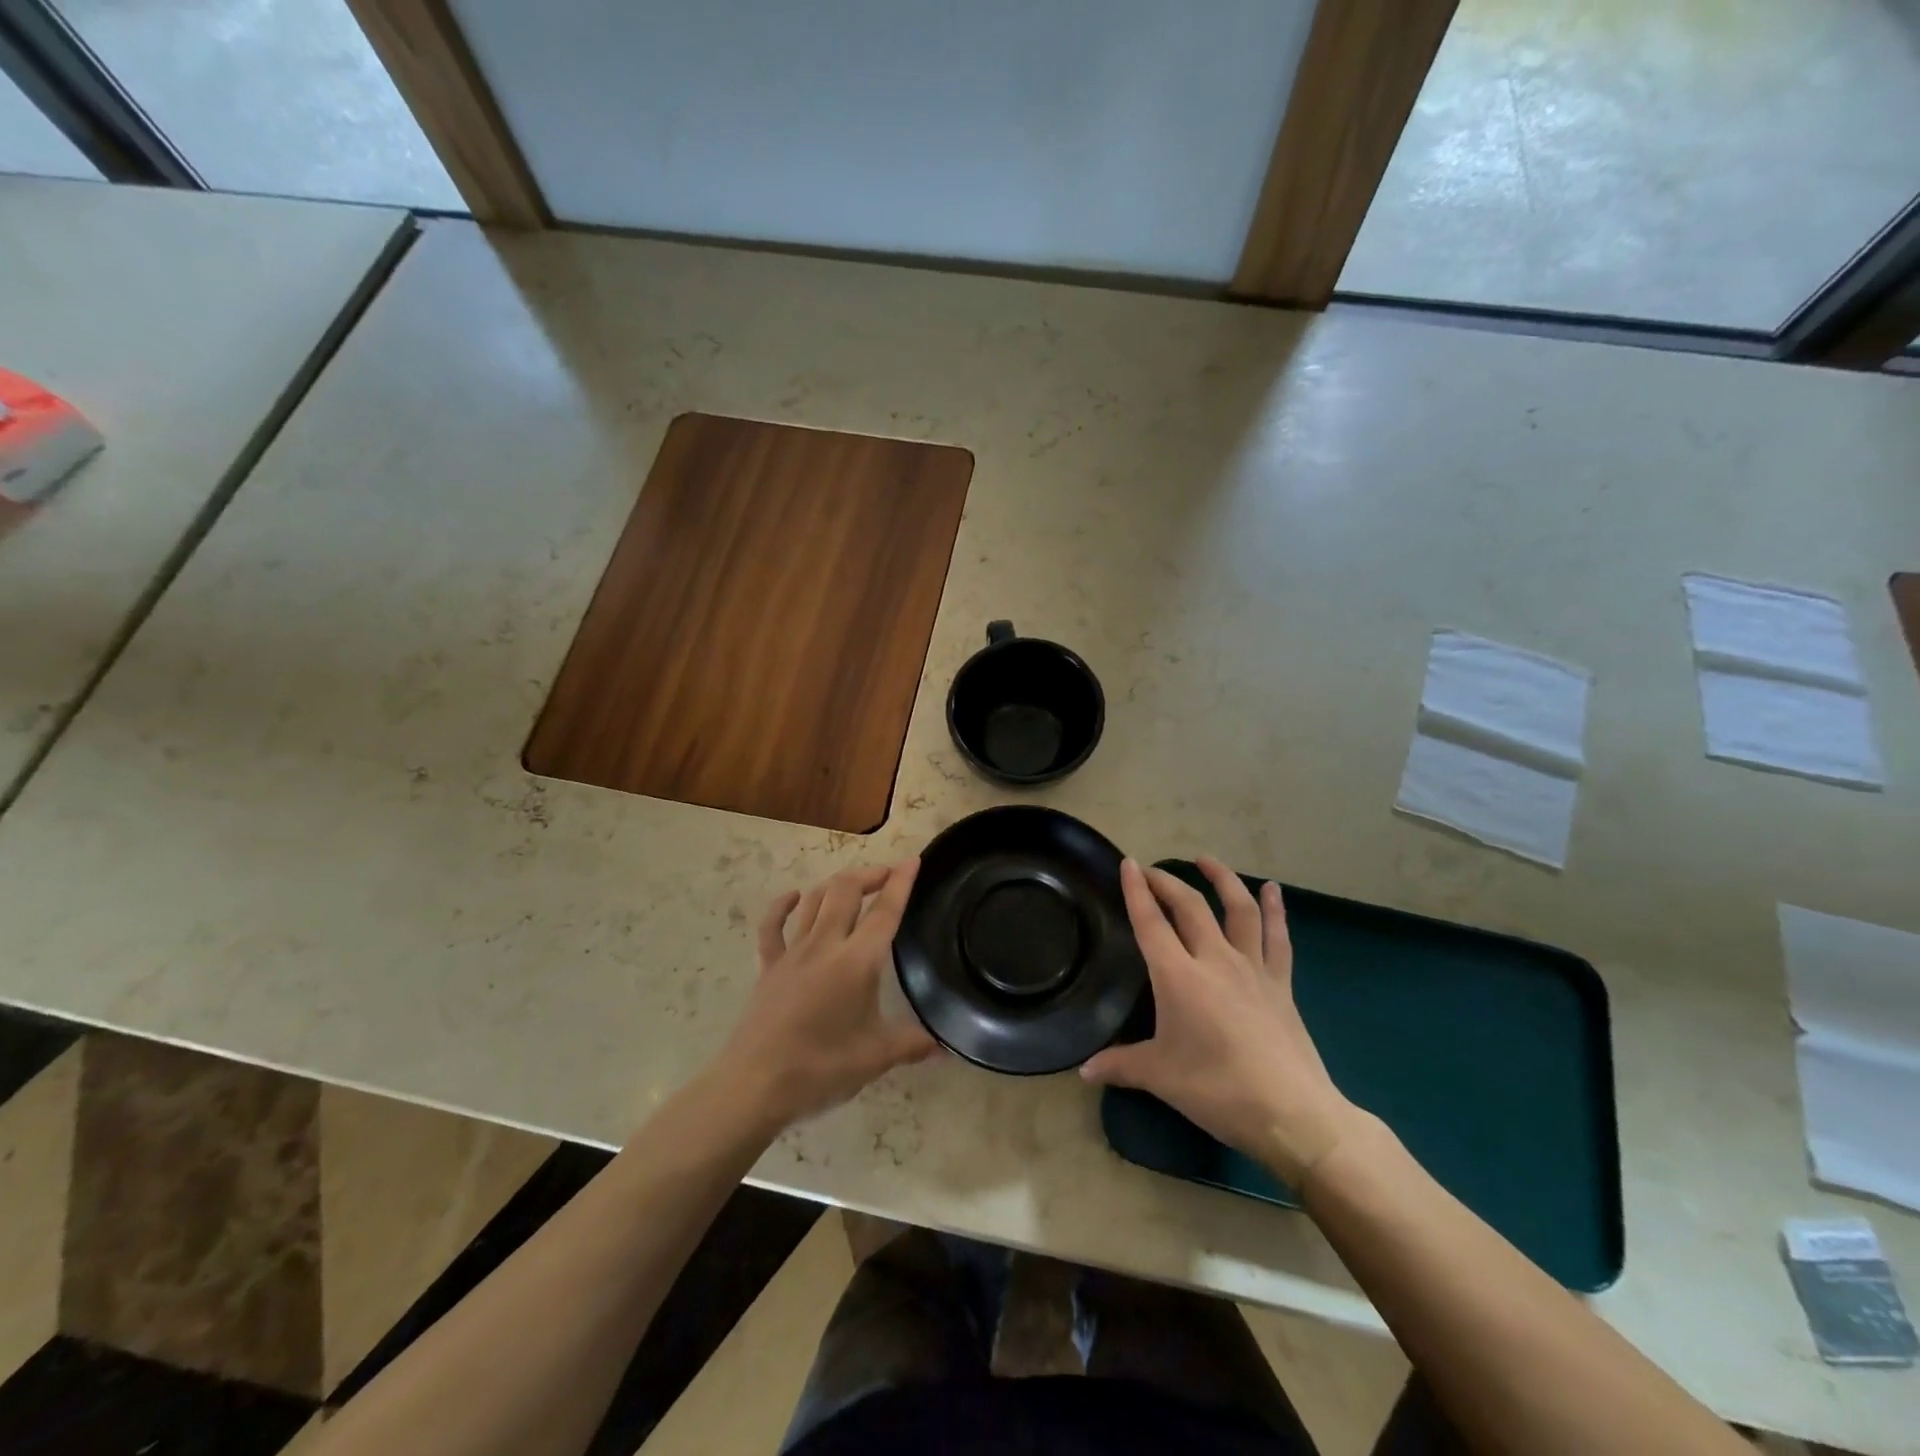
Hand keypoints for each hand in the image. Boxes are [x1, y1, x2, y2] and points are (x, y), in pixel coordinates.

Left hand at [716, 860, 937, 1131]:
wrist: (754, 1085)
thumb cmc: (820, 1069)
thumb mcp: (875, 1059)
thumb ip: (911, 1045)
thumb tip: (945, 1047)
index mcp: (856, 962)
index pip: (884, 912)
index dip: (901, 883)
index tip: (913, 860)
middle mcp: (825, 945)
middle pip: (846, 891)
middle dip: (869, 875)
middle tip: (888, 876)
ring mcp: (792, 953)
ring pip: (814, 900)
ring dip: (836, 885)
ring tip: (854, 885)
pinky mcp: (768, 967)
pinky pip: (772, 926)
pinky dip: (782, 905)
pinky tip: (794, 897)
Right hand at [1081, 856, 1362, 1185]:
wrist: (1292, 1113)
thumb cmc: (1218, 1090)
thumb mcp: (1159, 1077)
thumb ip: (1119, 1066)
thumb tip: (1083, 1070)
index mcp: (1178, 976)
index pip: (1150, 923)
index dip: (1136, 891)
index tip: (1127, 864)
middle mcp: (1214, 960)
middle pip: (1189, 907)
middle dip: (1167, 882)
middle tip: (1151, 870)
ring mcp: (1252, 968)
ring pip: (1237, 909)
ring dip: (1221, 879)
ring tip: (1205, 860)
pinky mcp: (1280, 983)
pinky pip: (1277, 937)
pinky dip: (1274, 910)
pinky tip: (1272, 890)